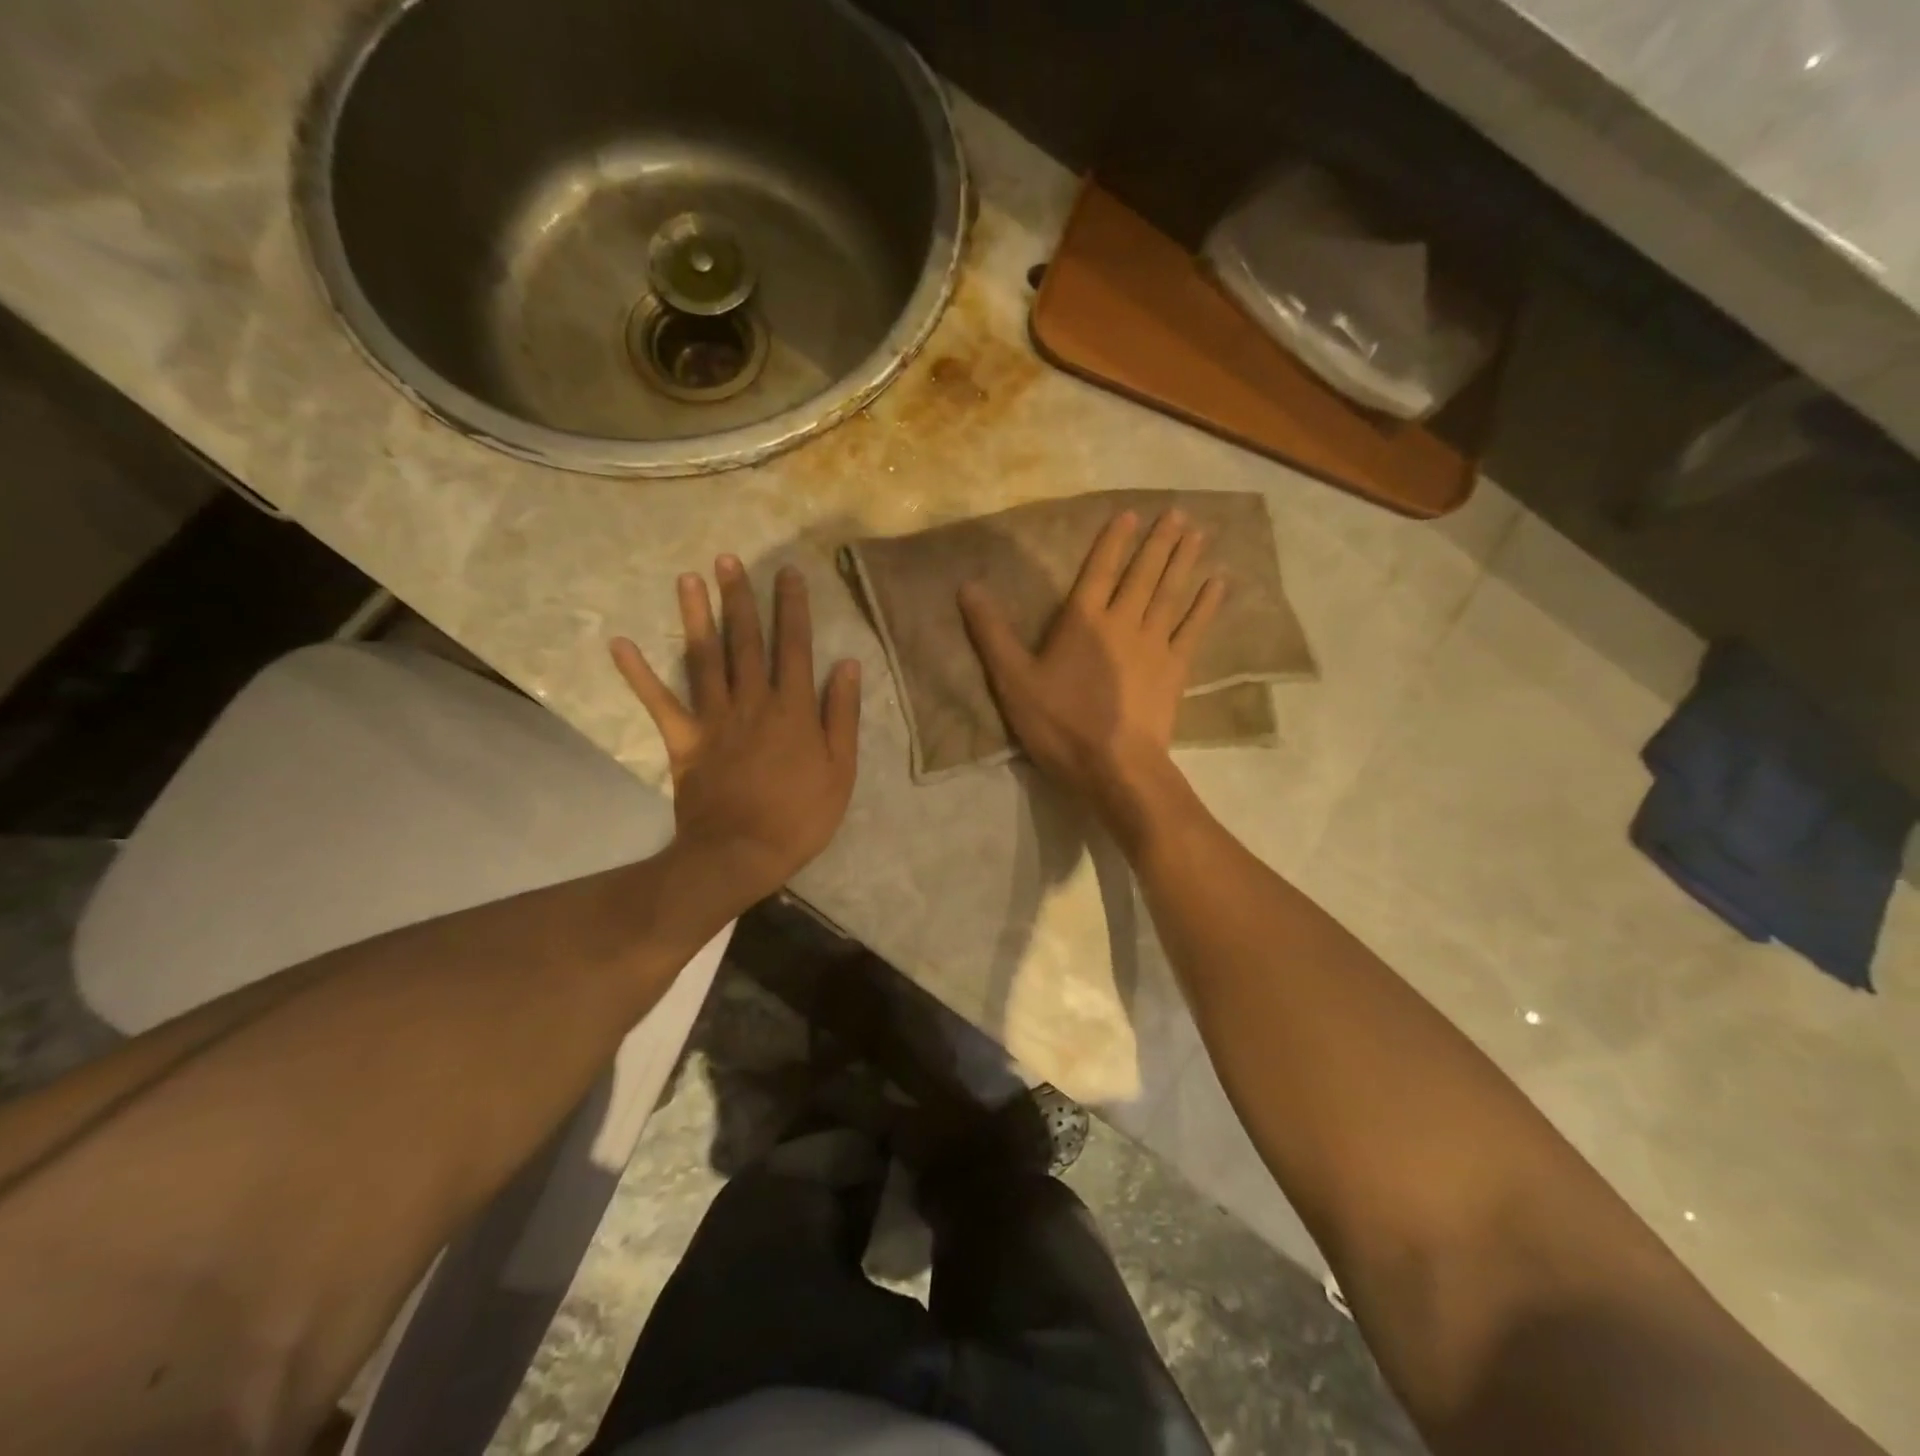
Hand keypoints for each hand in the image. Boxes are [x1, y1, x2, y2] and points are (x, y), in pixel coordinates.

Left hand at [612, 557, 860, 903]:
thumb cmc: (801, 816)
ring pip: (705, 658)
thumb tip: (846, 665)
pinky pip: (660, 702)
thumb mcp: (841, 770)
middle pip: (746, 642)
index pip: (795, 647)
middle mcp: (753, 702)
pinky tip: (620, 643)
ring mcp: (715, 719)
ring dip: (696, 617)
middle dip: (740, 598)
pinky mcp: (685, 740)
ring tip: (688, 578)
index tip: (788, 574)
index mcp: (794, 710)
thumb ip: (842, 715)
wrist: (741, 853)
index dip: (792, 609)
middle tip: (728, 559)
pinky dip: (639, 674)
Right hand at [958, 509, 1223, 832]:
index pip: (1099, 570)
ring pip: (1171, 593)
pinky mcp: (1176, 669)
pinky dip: (1206, 605)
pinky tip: (1218, 584)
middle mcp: (1123, 621)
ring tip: (1199, 532)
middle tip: (1178, 512)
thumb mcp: (1013, 680)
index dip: (1113, 541)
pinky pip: (1194, 628)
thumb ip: (991, 633)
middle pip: (1144, 574)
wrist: (1114, 765)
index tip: (1130, 514)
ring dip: (1185, 561)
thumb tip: (967, 587)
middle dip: (1159, 541)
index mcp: (1084, 621)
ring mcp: (1155, 644)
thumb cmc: (1060, 723)